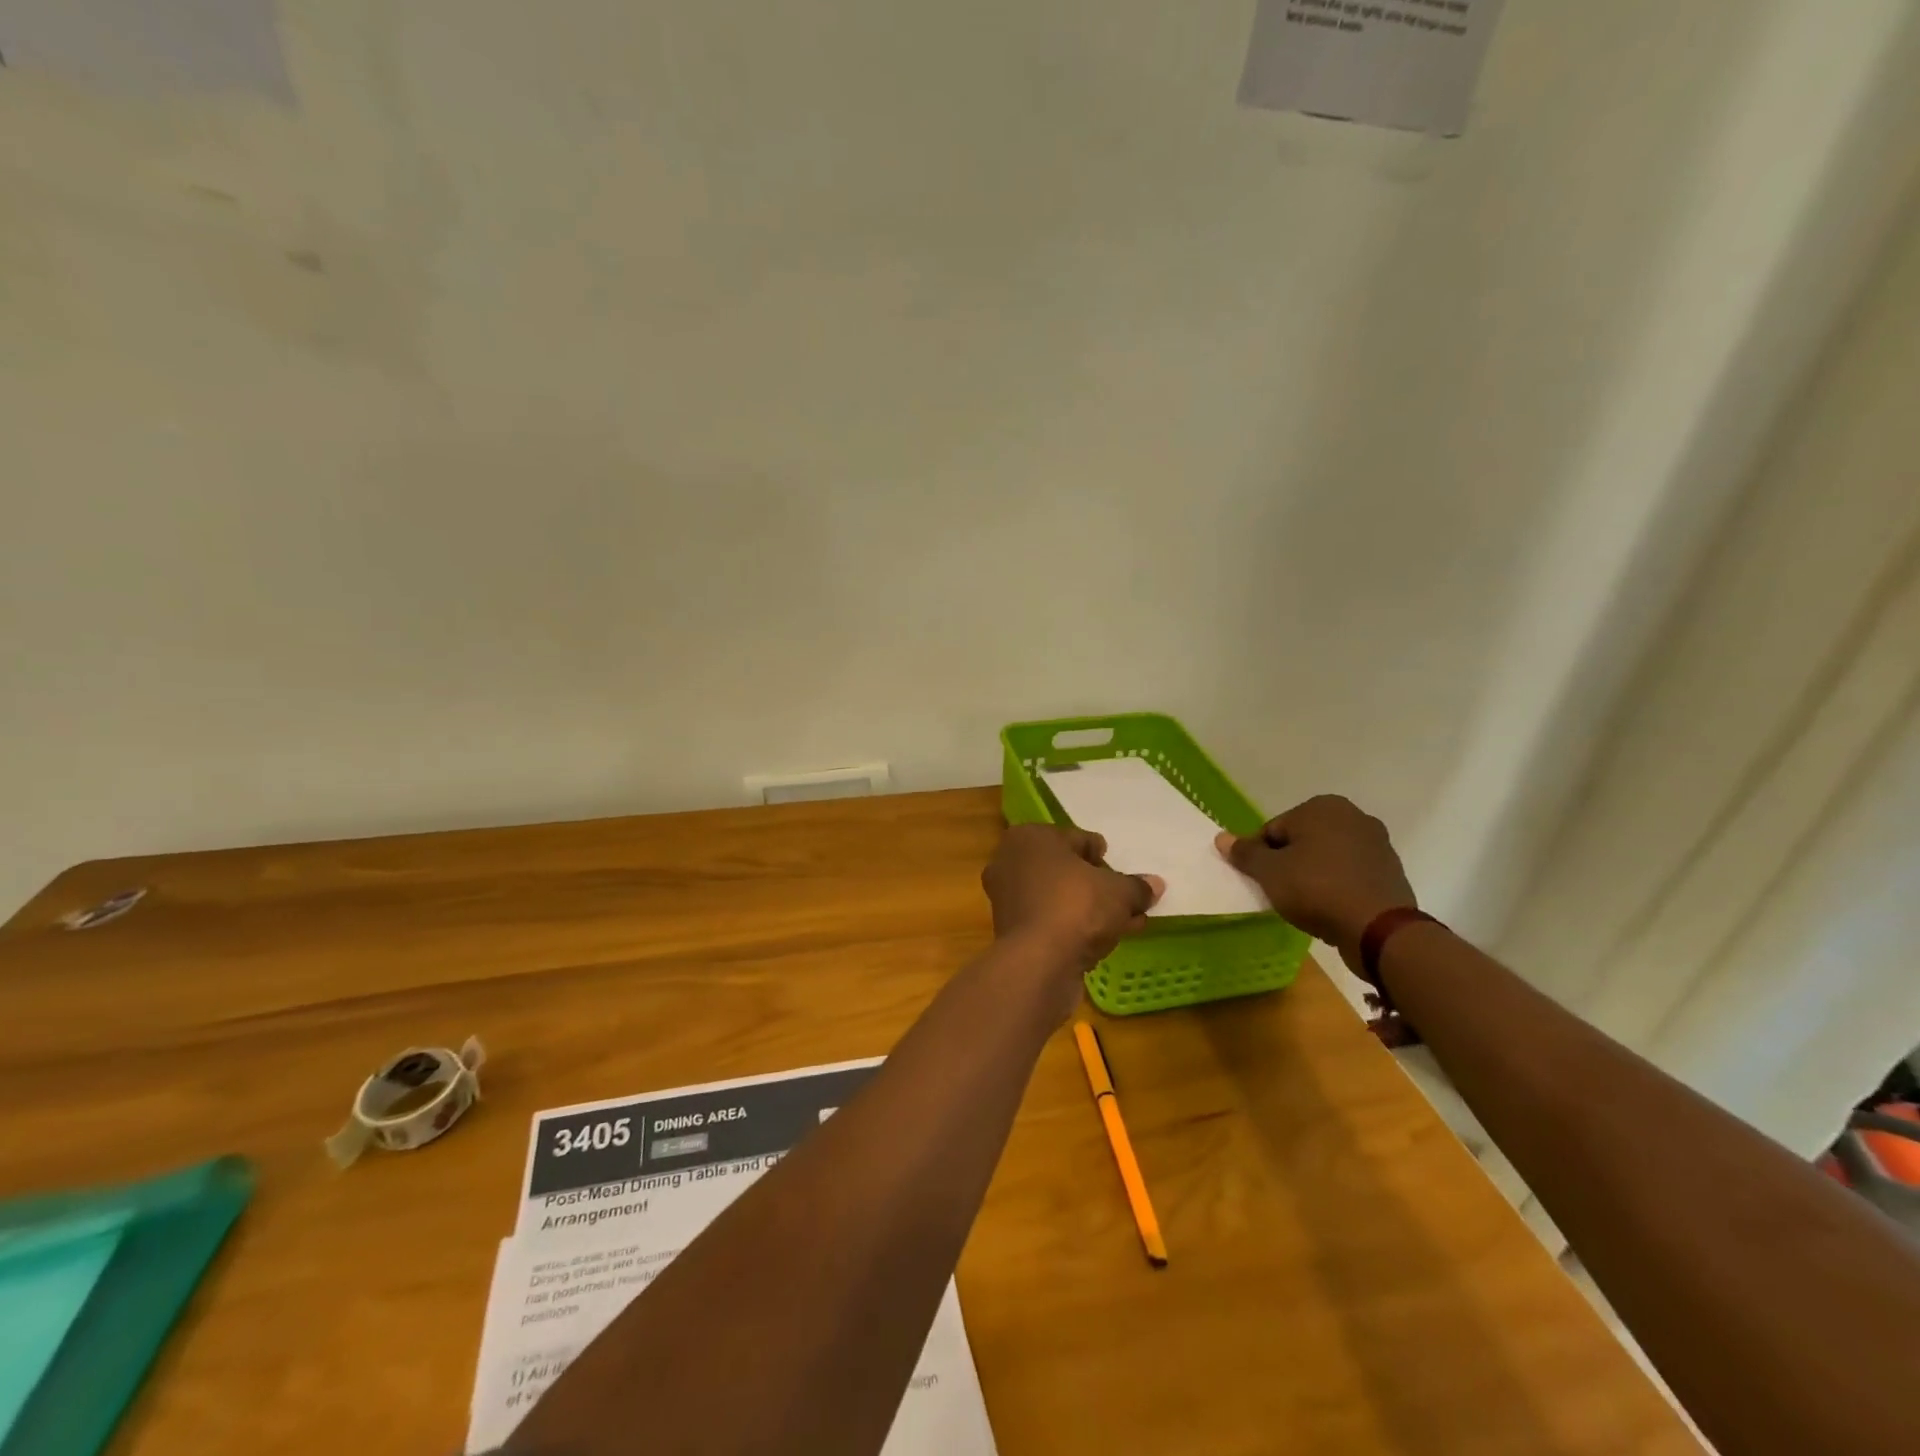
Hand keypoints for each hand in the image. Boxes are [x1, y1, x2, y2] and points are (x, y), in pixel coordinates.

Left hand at [982, 824, 1161, 994]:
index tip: (1119, 871)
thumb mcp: (1119, 892)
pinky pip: (1049, 922)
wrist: (1036, 962)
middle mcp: (1010, 862)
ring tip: (1126, 923)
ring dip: (1090, 910)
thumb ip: (1137, 886)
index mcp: (1030, 838)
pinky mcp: (1009, 932)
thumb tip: (1156, 884)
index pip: (1075, 839)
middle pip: (1064, 871)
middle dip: (1097, 886)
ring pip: (1058, 899)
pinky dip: (1073, 928)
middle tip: (1126, 900)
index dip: (1100, 855)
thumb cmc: (1075, 906)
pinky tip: (1103, 942)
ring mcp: (1006, 899)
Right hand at [1216, 795, 1415, 975]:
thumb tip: (1221, 837)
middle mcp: (1353, 816)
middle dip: (1288, 863)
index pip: (1274, 829)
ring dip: (1312, 875)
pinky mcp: (1390, 872)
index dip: (1260, 856)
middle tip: (1279, 892)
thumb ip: (1245, 853)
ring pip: (1327, 858)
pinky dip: (1336, 886)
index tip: (1260, 880)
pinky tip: (1329, 908)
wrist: (1378, 929)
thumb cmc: (1316, 889)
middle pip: (1302, 841)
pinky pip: (1349, 875)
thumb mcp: (1269, 872)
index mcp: (1322, 807)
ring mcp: (1377, 844)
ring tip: (1304, 904)